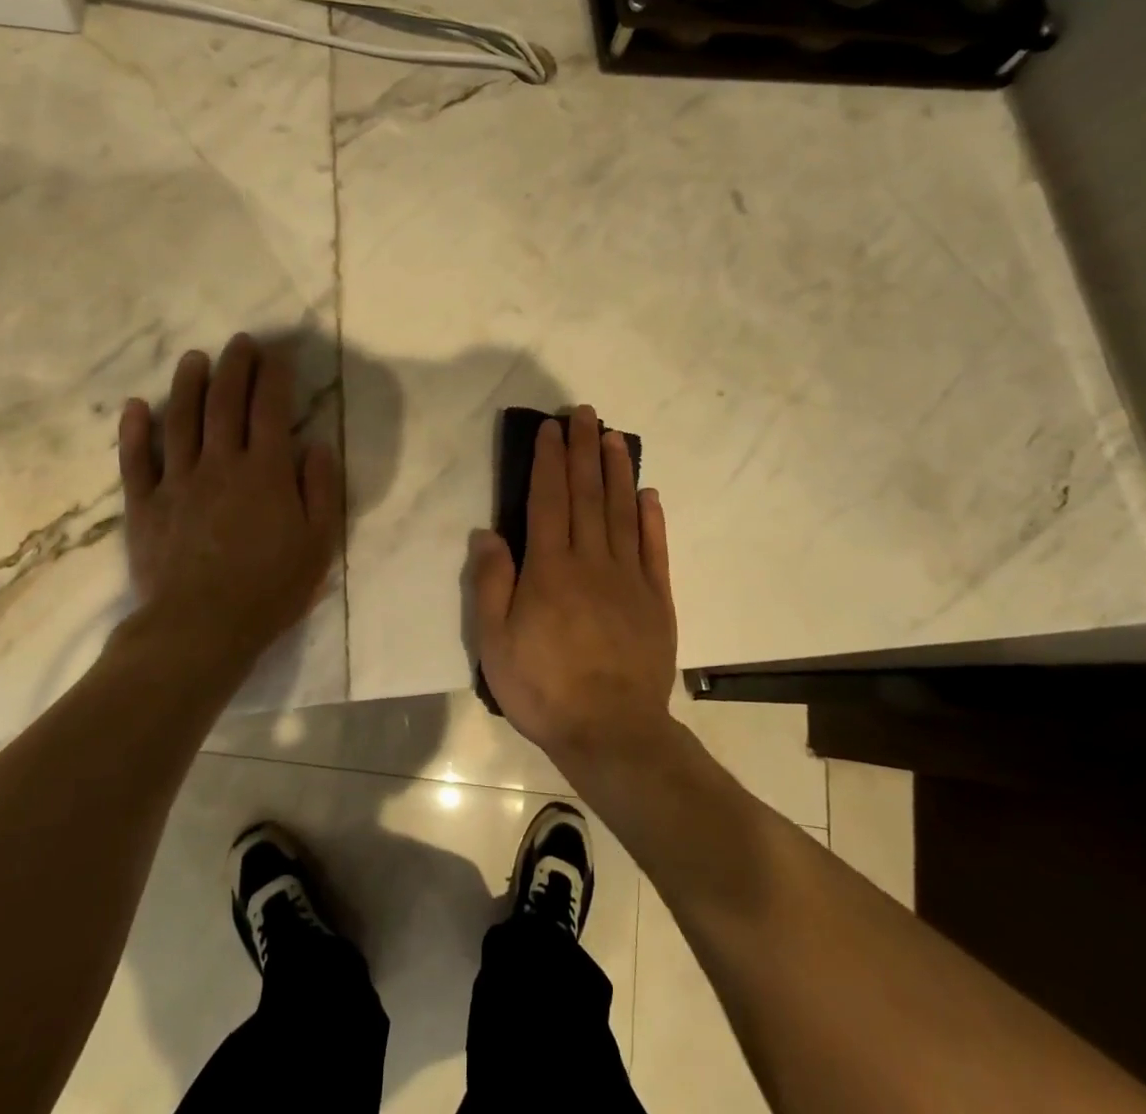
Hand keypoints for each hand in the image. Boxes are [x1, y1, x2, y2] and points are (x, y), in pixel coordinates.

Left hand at [114, 334, 340, 665]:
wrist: (200, 629)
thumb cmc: (269, 588)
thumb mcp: (319, 543)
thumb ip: (322, 489)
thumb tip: (317, 445)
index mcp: (265, 471)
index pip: (270, 409)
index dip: (274, 376)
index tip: (277, 353)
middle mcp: (220, 464)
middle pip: (225, 403)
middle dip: (234, 367)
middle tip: (240, 342)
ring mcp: (177, 482)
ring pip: (180, 420)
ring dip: (187, 384)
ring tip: (194, 358)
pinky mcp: (144, 505)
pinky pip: (136, 460)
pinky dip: (134, 431)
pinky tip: (136, 406)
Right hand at [469, 405, 677, 767]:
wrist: (612, 732)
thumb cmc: (544, 688)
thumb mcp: (495, 643)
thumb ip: (492, 584)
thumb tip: (488, 533)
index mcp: (550, 569)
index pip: (548, 500)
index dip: (549, 461)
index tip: (550, 429)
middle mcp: (592, 561)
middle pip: (587, 494)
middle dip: (583, 450)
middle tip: (584, 413)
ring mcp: (629, 578)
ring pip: (622, 511)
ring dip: (617, 471)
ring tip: (613, 437)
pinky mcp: (657, 598)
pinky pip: (654, 548)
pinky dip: (651, 518)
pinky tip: (648, 493)